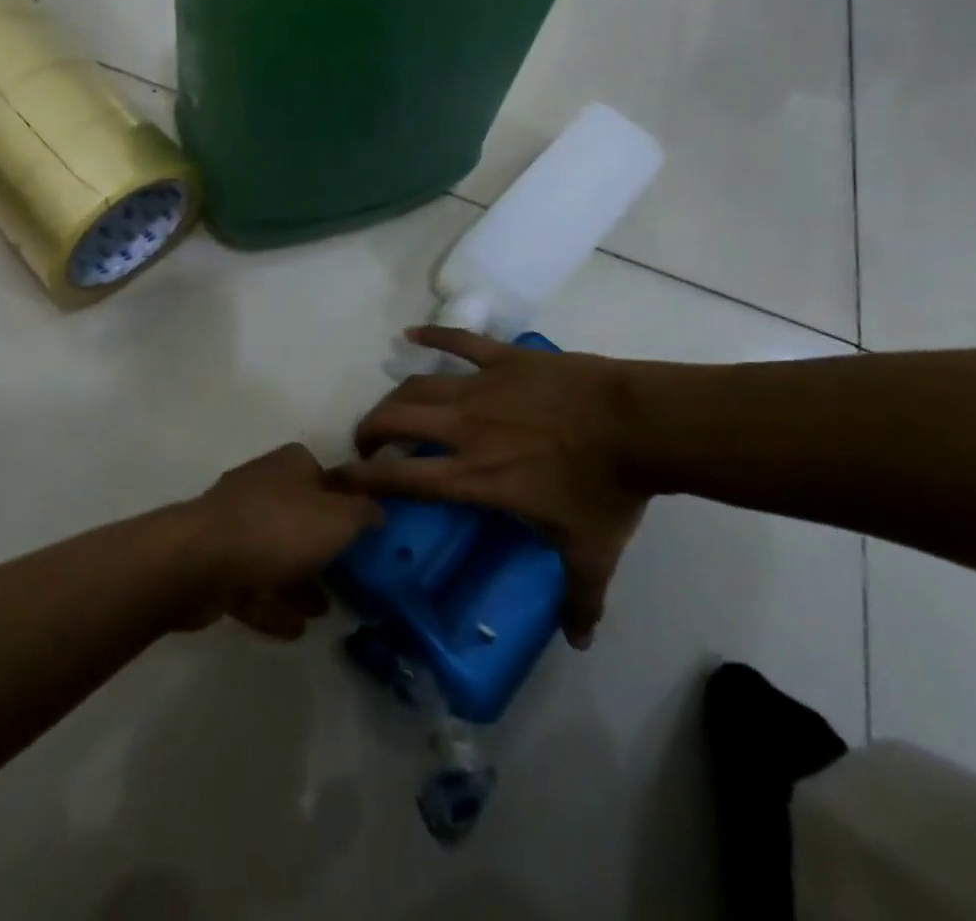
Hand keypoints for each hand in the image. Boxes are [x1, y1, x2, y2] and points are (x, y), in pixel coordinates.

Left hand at [178, 443, 383, 639]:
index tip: (364, 533)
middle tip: (349, 578)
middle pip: (300, 516)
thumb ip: (363, 514)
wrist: (200, 562)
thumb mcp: (337, 519)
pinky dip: (273, 604)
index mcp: (290, 466)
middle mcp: (262, 487)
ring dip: (299, 581)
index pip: (325, 475)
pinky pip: (252, 584)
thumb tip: (378, 510)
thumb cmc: (278, 530)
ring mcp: (235, 525)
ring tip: (325, 611)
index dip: (345, 502)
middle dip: (323, 548)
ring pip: (276, 553)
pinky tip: (295, 629)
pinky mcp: (216, 563)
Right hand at [336, 326, 650, 647]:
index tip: (337, 480)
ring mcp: (482, 388)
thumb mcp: (591, 552)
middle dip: (371, 430)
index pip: (403, 478)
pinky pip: (459, 341)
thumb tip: (580, 643)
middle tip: (369, 442)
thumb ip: (579, 600)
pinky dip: (432, 336)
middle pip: (397, 419)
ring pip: (419, 385)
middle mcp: (465, 430)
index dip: (362, 478)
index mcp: (475, 477)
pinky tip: (411, 334)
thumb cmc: (606, 489)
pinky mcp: (504, 359)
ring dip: (396, 397)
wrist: (638, 424)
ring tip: (391, 409)